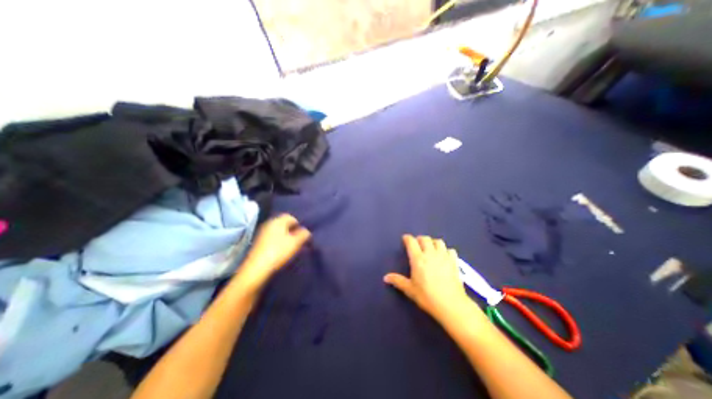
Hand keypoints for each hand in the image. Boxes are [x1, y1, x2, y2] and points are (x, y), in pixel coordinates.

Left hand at [237, 214, 309, 288]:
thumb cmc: (279, 251)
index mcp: (278, 220)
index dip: (299, 225)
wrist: (257, 268)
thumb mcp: (296, 242)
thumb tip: (306, 231)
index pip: (291, 217)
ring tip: (291, 246)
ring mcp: (262, 232)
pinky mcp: (259, 242)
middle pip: (284, 224)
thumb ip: (304, 234)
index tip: (303, 234)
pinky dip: (278, 241)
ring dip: (286, 236)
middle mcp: (269, 223)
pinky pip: (273, 237)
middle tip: (298, 240)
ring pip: (278, 231)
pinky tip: (281, 250)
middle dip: (292, 231)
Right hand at [381, 235, 474, 322]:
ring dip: (433, 242)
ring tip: (430, 248)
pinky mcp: (454, 261)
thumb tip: (385, 277)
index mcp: (418, 259)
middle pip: (425, 239)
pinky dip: (446, 250)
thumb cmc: (427, 297)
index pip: (411, 242)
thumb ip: (398, 281)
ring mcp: (444, 256)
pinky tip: (444, 256)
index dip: (407, 238)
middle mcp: (430, 254)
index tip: (405, 239)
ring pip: (438, 241)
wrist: (451, 305)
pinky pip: (450, 250)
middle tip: (417, 244)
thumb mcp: (410, 290)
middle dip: (419, 239)